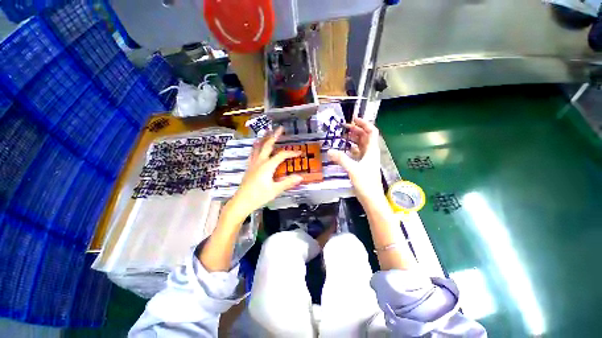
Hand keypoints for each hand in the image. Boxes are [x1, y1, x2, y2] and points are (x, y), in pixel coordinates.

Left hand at [228, 127, 302, 216]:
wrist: (241, 202)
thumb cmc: (258, 196)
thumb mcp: (275, 190)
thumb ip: (287, 182)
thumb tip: (301, 177)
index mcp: (267, 166)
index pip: (281, 155)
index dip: (291, 153)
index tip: (299, 153)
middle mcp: (259, 162)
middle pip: (268, 145)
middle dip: (274, 136)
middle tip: (280, 128)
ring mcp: (253, 164)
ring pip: (258, 147)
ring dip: (264, 139)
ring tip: (267, 132)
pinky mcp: (249, 167)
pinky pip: (253, 153)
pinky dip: (257, 146)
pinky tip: (256, 146)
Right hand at [327, 117, 384, 203]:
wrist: (371, 198)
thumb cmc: (366, 183)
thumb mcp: (353, 169)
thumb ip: (341, 159)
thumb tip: (329, 150)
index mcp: (372, 151)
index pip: (371, 132)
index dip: (364, 123)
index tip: (354, 119)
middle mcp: (370, 153)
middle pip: (365, 137)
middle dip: (356, 130)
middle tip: (344, 127)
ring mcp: (367, 160)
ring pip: (361, 145)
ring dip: (353, 139)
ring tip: (343, 135)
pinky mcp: (362, 166)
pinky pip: (357, 153)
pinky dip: (351, 149)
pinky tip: (344, 149)